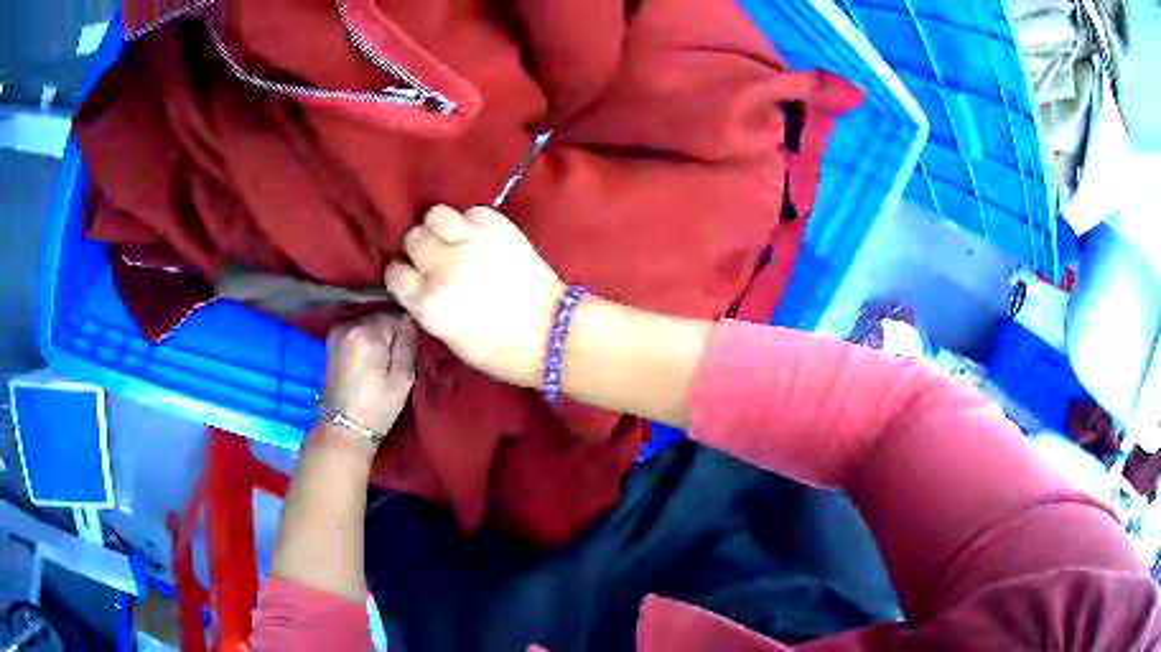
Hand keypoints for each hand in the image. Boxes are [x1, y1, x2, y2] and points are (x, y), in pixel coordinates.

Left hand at [321, 312, 416, 438]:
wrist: (344, 427)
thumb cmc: (377, 406)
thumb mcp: (403, 377)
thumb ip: (408, 343)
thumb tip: (412, 320)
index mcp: (366, 331)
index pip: (397, 315)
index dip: (407, 331)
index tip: (411, 350)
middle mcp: (348, 324)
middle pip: (381, 316)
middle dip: (392, 331)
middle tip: (399, 357)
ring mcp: (337, 331)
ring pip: (369, 323)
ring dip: (379, 335)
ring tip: (384, 359)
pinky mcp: (331, 340)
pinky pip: (357, 330)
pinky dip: (366, 339)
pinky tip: (370, 359)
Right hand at [385, 205, 564, 387]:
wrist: (553, 334)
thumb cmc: (502, 352)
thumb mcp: (452, 340)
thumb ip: (430, 308)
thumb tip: (422, 286)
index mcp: (429, 303)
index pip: (396, 274)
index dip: (402, 276)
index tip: (411, 278)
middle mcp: (444, 267)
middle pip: (414, 239)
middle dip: (419, 249)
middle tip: (434, 259)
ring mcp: (473, 243)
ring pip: (437, 215)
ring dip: (440, 227)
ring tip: (453, 240)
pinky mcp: (500, 230)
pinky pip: (474, 211)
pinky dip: (473, 221)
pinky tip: (480, 236)